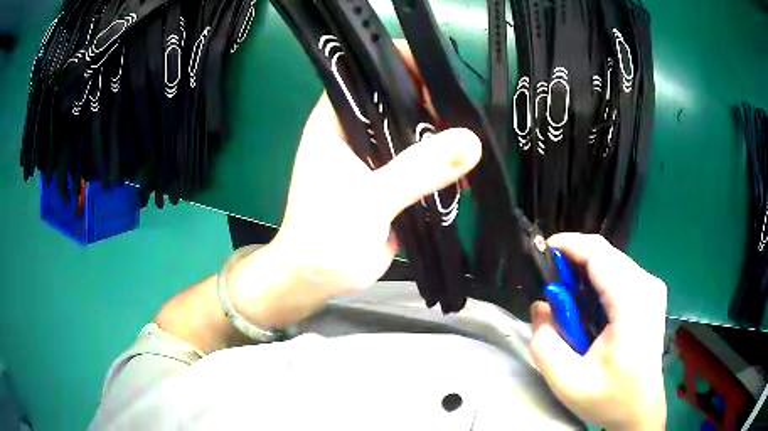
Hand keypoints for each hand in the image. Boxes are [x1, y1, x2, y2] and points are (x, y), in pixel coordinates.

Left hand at [228, 44, 481, 329]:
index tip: (437, 73)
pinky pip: (421, 160)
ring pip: (412, 130)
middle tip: (464, 112)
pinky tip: (465, 169)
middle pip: (397, 98)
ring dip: (440, 134)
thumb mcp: (370, 199)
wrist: (319, 277)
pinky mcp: (391, 179)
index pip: (367, 73)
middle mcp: (355, 130)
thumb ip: (417, 170)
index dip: (399, 64)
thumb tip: (470, 142)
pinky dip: (442, 162)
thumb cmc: (325, 234)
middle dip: (431, 101)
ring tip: (472, 140)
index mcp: (335, 120)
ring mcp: (375, 155)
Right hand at [530, 234, 666, 429]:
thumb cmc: (609, 397)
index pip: (599, 254)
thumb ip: (545, 343)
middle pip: (606, 254)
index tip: (542, 251)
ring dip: (586, 273)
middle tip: (551, 288)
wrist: (639, 409)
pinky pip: (621, 273)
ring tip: (567, 301)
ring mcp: (652, 288)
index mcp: (632, 304)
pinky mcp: (651, 294)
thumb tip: (541, 307)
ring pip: (613, 261)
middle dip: (574, 262)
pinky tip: (588, 306)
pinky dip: (599, 280)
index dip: (569, 245)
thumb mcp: (567, 382)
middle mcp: (647, 286)